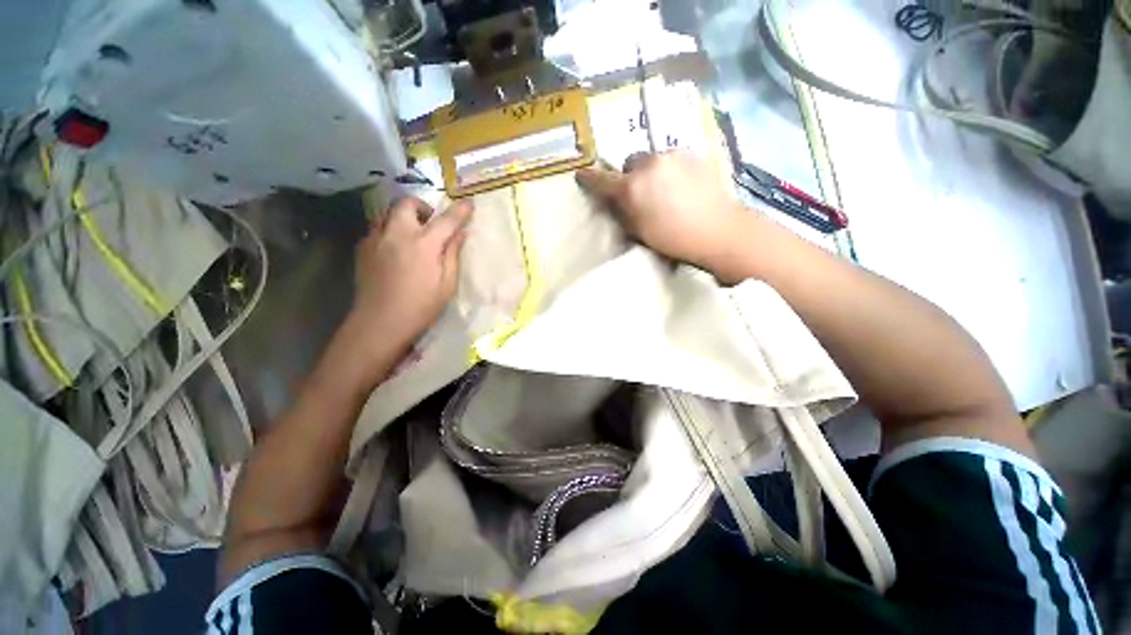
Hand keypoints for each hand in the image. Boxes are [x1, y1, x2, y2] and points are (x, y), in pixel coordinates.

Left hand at [350, 197, 472, 344]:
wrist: (380, 322)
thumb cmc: (421, 306)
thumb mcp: (447, 284)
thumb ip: (453, 255)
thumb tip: (461, 234)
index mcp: (424, 245)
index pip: (446, 220)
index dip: (460, 211)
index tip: (469, 202)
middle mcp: (397, 234)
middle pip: (407, 204)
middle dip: (422, 206)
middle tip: (431, 222)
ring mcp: (376, 239)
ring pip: (388, 213)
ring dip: (403, 217)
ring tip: (412, 234)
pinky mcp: (362, 248)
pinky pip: (377, 228)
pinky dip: (389, 230)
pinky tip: (395, 249)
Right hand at [576, 150, 746, 269]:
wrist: (719, 230)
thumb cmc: (673, 239)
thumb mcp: (638, 232)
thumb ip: (621, 213)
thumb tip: (611, 201)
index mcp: (632, 187)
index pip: (602, 180)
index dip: (589, 179)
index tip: (581, 176)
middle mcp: (649, 163)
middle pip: (629, 163)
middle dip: (630, 176)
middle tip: (639, 194)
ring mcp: (672, 155)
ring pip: (651, 159)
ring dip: (650, 171)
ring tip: (664, 191)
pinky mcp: (692, 153)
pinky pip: (671, 158)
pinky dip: (669, 169)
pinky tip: (681, 186)